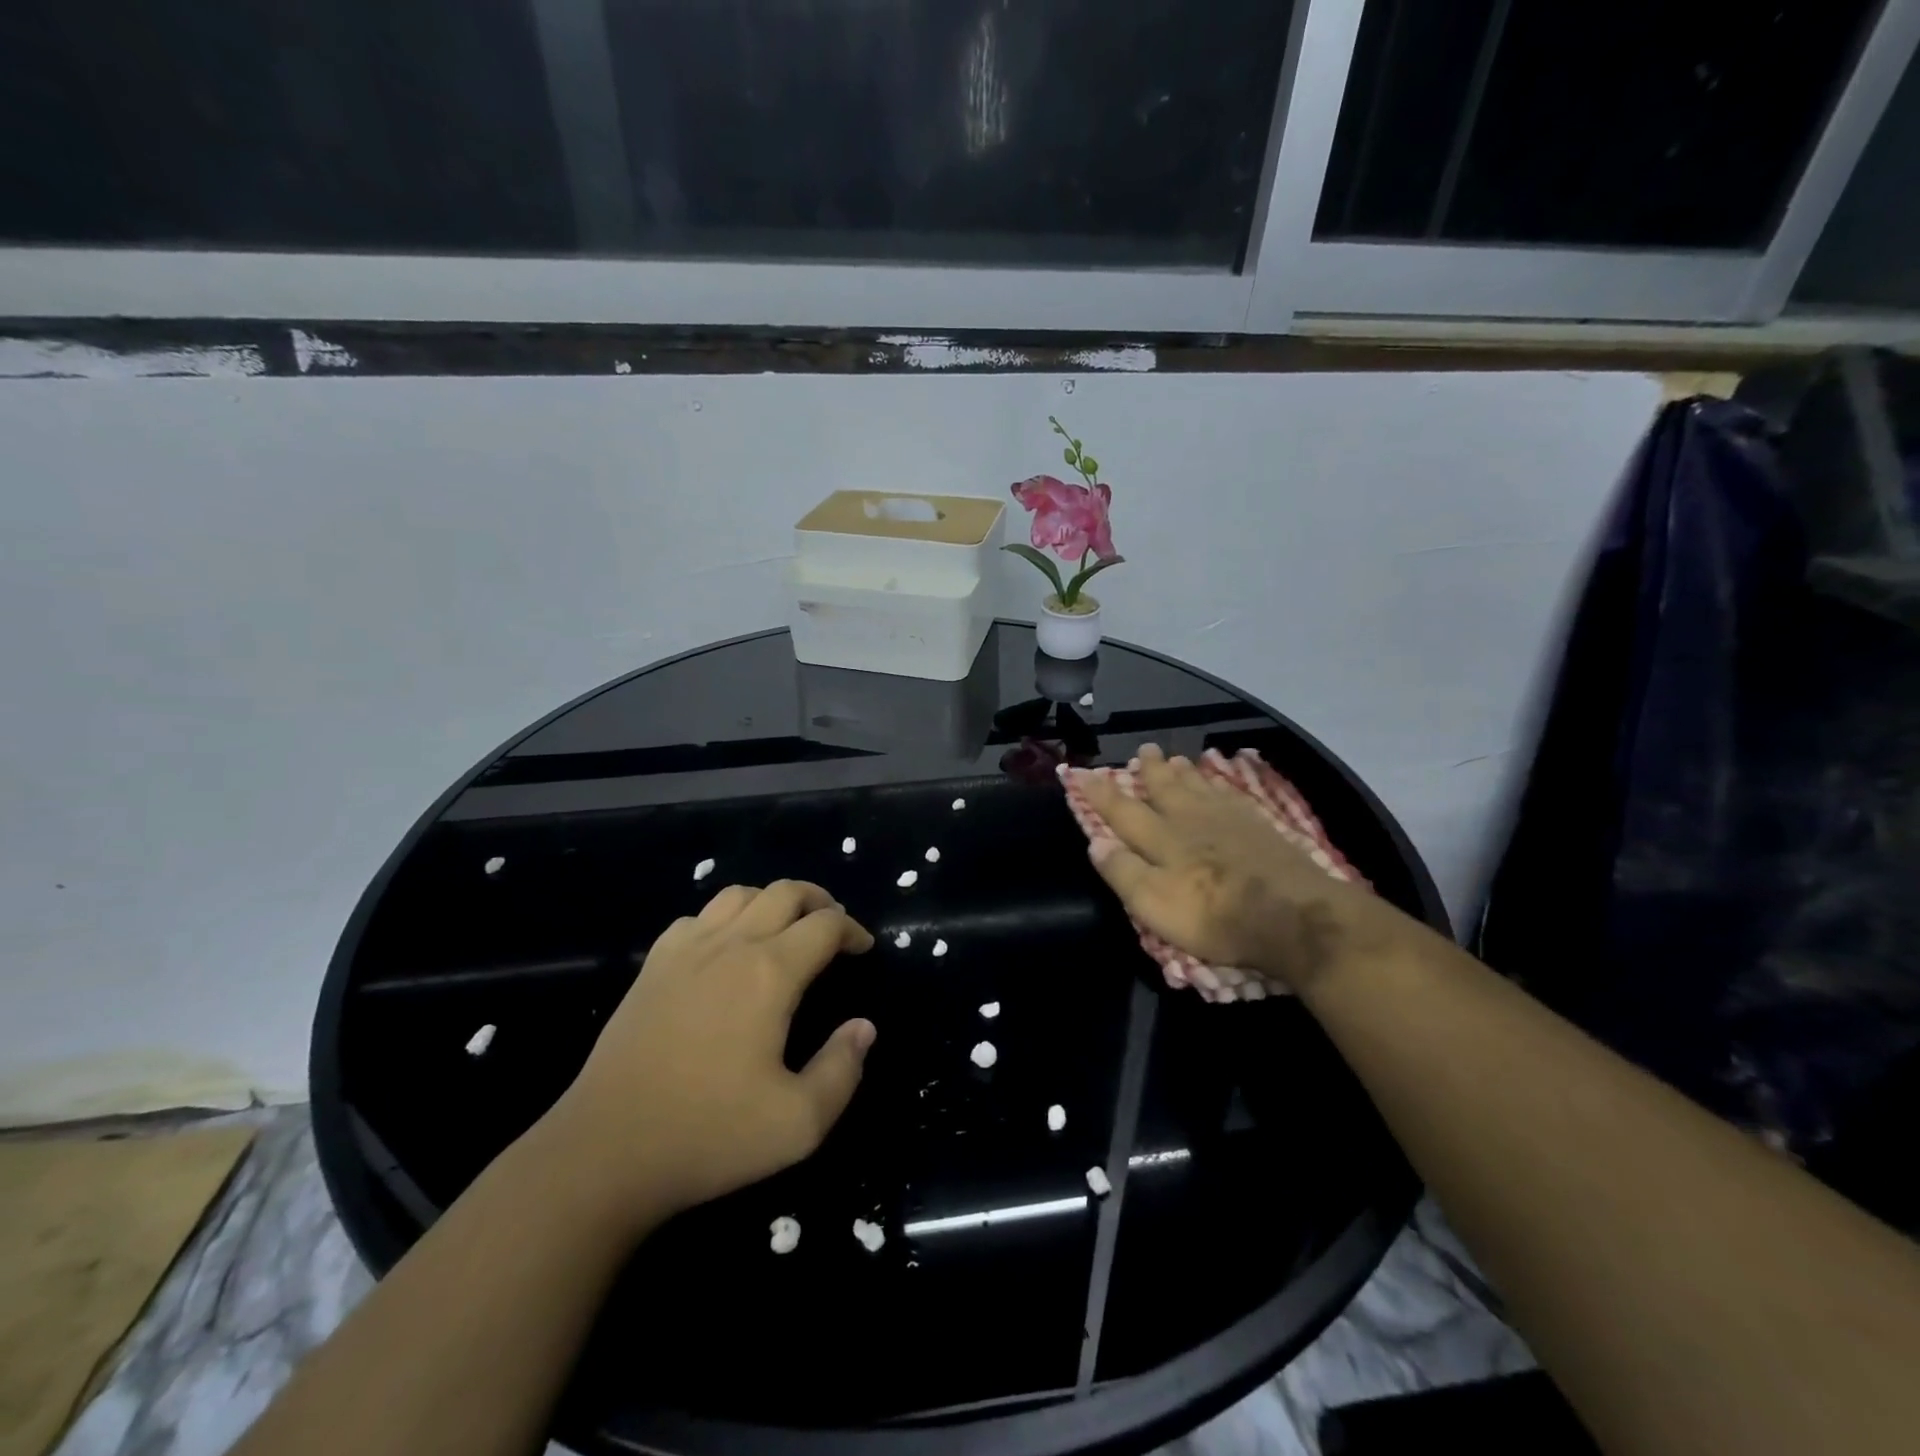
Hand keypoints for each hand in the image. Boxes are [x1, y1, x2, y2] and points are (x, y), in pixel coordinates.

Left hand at [543, 880, 875, 1227]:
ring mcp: (685, 951)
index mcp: (770, 973)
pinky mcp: (652, 967)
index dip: (853, 929)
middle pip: (784, 892)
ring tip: (786, 928)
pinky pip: (697, 917)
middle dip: (819, 901)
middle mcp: (730, 945)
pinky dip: (725, 918)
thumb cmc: (708, 1135)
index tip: (864, 948)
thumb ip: (842, 1070)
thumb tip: (863, 1027)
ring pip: (738, 894)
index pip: (825, 925)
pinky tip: (726, 948)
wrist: (605, 1154)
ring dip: (772, 900)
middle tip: (834, 927)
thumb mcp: (798, 1123)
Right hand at [1072, 744, 1385, 992]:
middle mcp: (1190, 820)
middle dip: (1150, 771)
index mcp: (1161, 839)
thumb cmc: (1215, 916)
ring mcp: (1228, 820)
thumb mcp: (1154, 905)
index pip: (1122, 811)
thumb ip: (1123, 872)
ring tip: (1176, 759)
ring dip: (1183, 772)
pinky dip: (1220, 784)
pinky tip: (1221, 783)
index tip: (1081, 772)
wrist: (1292, 914)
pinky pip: (1231, 795)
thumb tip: (1095, 842)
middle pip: (1165, 789)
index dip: (1100, 793)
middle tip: (1144, 750)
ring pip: (1199, 787)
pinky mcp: (1260, 827)